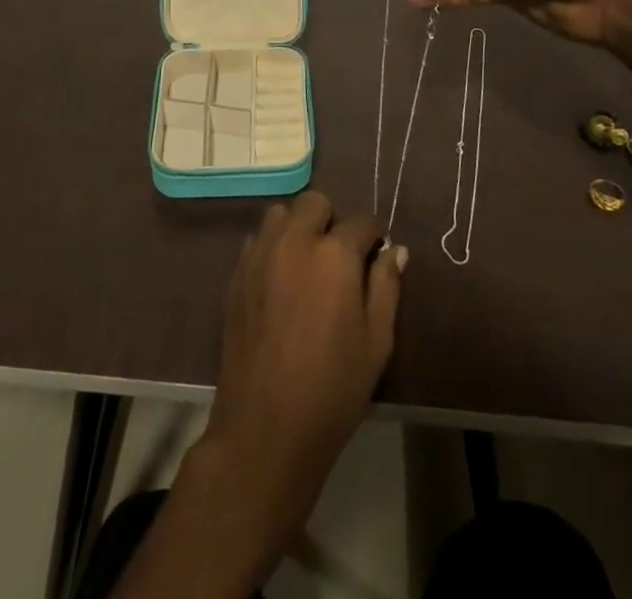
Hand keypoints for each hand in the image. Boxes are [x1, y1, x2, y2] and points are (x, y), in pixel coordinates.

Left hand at [199, 193, 404, 554]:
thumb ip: (386, 287)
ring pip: (281, 214)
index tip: (377, 251)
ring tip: (308, 261)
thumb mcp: (376, 343)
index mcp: (335, 255)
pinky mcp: (237, 274)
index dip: (374, 235)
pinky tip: (281, 279)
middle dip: (333, 220)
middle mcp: (295, 241)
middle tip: (340, 255)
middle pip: (315, 203)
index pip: (361, 222)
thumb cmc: (332, 390)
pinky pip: (258, 240)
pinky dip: (273, 246)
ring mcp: (261, 255)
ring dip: (298, 226)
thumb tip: (394, 250)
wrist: (265, 429)